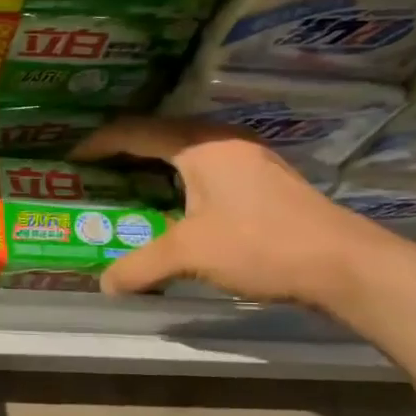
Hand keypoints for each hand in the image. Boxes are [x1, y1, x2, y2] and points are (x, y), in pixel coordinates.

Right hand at [71, 118, 399, 306]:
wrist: (344, 263)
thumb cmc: (260, 243)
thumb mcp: (189, 253)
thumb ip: (140, 266)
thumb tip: (105, 285)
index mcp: (200, 144)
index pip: (136, 131)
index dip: (99, 142)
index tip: (71, 158)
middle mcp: (223, 142)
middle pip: (160, 137)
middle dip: (124, 153)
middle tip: (95, 173)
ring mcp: (248, 160)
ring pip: (186, 155)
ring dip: (153, 170)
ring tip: (126, 189)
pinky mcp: (263, 183)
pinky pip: (206, 173)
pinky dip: (178, 185)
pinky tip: (173, 209)